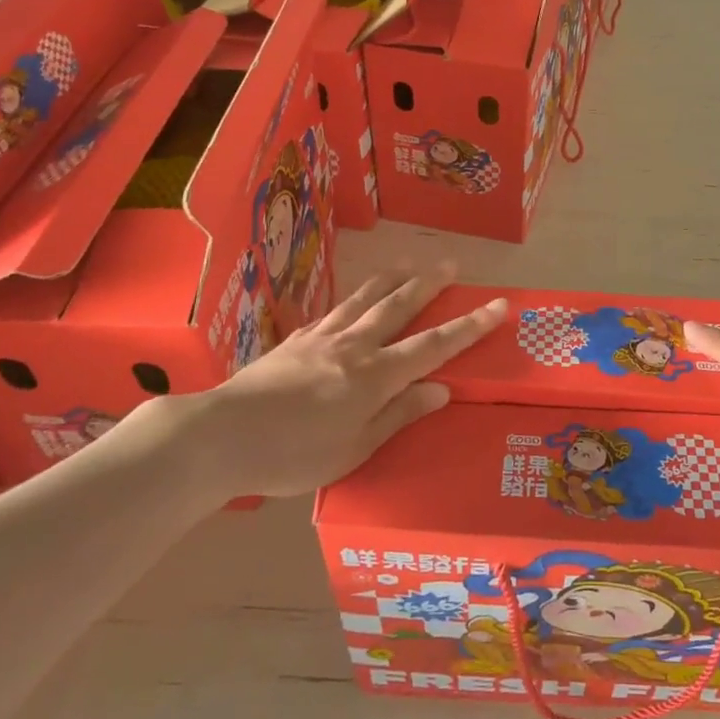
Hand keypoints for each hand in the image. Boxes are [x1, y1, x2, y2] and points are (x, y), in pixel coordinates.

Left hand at [176, 265, 505, 498]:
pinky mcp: (296, 339)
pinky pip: (333, 312)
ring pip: (365, 299)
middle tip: (450, 263)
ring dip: (391, 279)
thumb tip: (441, 389)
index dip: (469, 325)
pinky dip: (351, 300)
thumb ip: (398, 415)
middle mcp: (355, 346)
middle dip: (429, 284)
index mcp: (375, 376)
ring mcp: (323, 338)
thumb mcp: (355, 449)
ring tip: (408, 264)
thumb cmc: (294, 455)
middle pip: (399, 306)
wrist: (221, 436)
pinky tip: (351, 300)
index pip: (434, 345)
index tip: (498, 305)